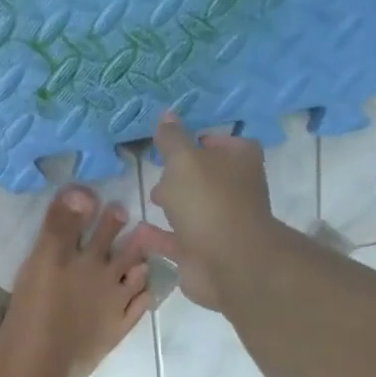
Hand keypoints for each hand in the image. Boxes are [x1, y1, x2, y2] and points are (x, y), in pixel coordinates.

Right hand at [136, 113, 274, 307]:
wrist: (228, 262)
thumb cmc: (208, 201)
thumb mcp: (184, 160)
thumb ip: (172, 139)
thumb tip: (167, 115)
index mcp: (239, 160)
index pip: (222, 142)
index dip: (200, 140)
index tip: (173, 143)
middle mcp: (235, 189)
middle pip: (207, 176)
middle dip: (183, 174)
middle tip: (158, 170)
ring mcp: (221, 222)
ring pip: (192, 208)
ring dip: (172, 204)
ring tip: (146, 197)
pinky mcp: (204, 251)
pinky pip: (176, 239)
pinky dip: (158, 234)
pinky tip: (136, 229)